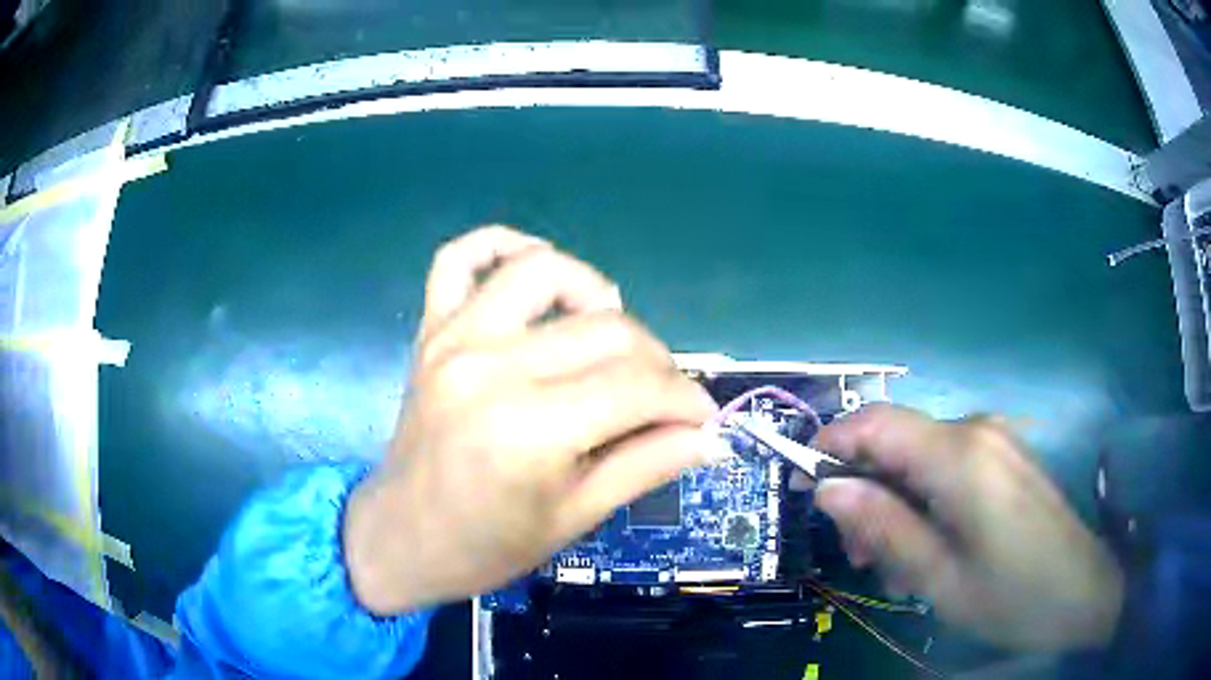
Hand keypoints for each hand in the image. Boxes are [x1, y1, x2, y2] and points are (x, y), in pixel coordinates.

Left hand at [343, 226, 722, 614]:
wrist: (402, 538)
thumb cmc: (487, 546)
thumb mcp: (576, 518)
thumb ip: (648, 465)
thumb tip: (711, 437)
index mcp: (530, 430)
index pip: (638, 387)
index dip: (686, 400)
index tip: (703, 418)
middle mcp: (492, 368)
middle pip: (607, 329)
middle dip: (656, 362)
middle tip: (661, 399)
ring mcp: (454, 339)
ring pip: (545, 271)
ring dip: (594, 293)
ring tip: (608, 335)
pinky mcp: (431, 331)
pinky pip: (460, 258)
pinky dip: (502, 246)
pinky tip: (534, 267)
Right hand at [812, 404, 1124, 651]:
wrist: (1085, 592)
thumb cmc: (1013, 596)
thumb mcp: (939, 578)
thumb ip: (883, 528)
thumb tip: (827, 491)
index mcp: (960, 457)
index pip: (875, 423)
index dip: (830, 445)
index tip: (805, 488)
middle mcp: (977, 431)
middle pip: (896, 441)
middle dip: (866, 493)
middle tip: (863, 557)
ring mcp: (995, 440)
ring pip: (920, 458)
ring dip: (896, 505)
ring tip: (899, 567)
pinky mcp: (1005, 457)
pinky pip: (948, 467)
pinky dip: (926, 503)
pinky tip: (934, 549)